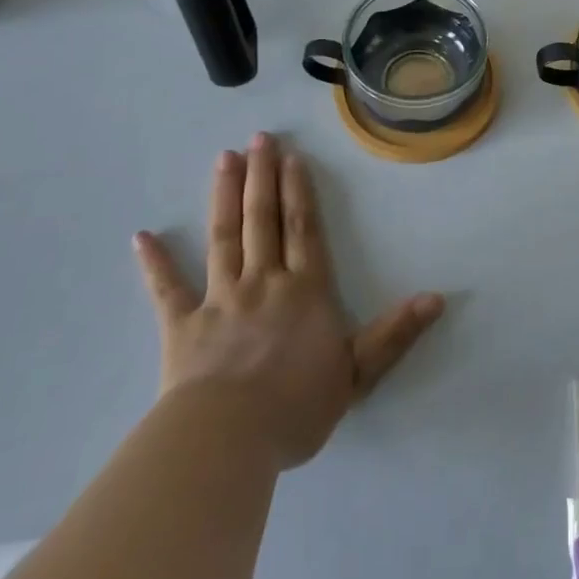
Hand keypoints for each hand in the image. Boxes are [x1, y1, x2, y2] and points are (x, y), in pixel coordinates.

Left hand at [131, 133, 444, 469]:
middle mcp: (263, 282)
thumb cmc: (297, 406)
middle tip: (258, 139)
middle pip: (263, 220)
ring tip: (224, 159)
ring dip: (224, 196)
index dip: (299, 191)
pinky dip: (155, 263)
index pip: (304, 229)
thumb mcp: (358, 373)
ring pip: (223, 237)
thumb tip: (436, 297)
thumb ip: (394, 333)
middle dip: (262, 177)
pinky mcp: (182, 326)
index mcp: (305, 290)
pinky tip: (142, 236)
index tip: (292, 157)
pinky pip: (166, 289)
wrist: (228, 439)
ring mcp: (219, 299)